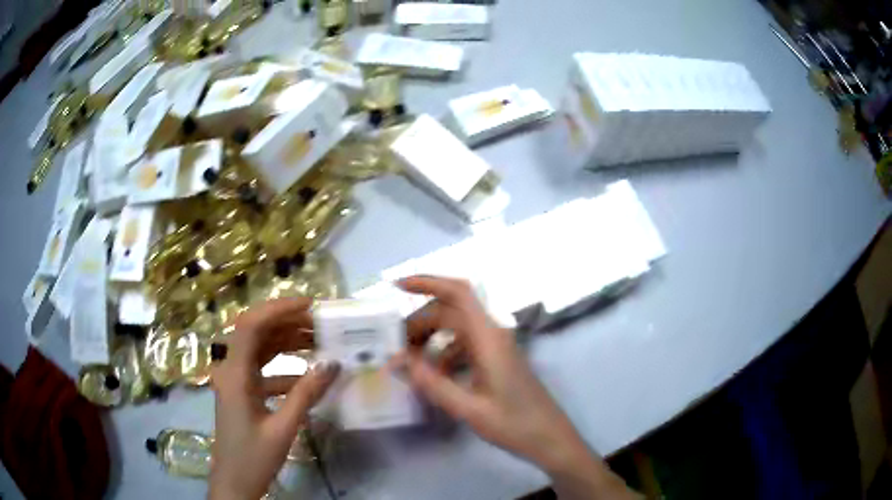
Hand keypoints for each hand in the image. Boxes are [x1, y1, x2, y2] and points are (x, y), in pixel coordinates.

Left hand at [208, 298, 338, 499]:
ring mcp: (235, 381)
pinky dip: (285, 369)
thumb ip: (306, 394)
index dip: (277, 309)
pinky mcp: (242, 393)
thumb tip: (332, 364)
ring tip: (318, 343)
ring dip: (286, 343)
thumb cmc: (254, 457)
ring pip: (260, 350)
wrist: (235, 483)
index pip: (250, 326)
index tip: (309, 306)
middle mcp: (231, 370)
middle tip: (321, 325)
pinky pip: (263, 370)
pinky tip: (307, 379)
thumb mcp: (283, 428)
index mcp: (234, 374)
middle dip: (287, 324)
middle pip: (256, 333)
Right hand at [398, 276, 634, 498]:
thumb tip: (398, 363)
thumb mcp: (469, 409)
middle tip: (394, 344)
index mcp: (489, 338)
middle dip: (420, 321)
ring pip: (457, 327)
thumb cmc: (514, 423)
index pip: (458, 293)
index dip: (428, 282)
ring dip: (431, 337)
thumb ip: (433, 384)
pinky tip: (433, 375)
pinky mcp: (497, 358)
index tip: (397, 287)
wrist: (549, 437)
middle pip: (451, 311)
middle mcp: (493, 334)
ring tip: (408, 360)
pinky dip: (444, 353)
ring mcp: (497, 346)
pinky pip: (465, 345)